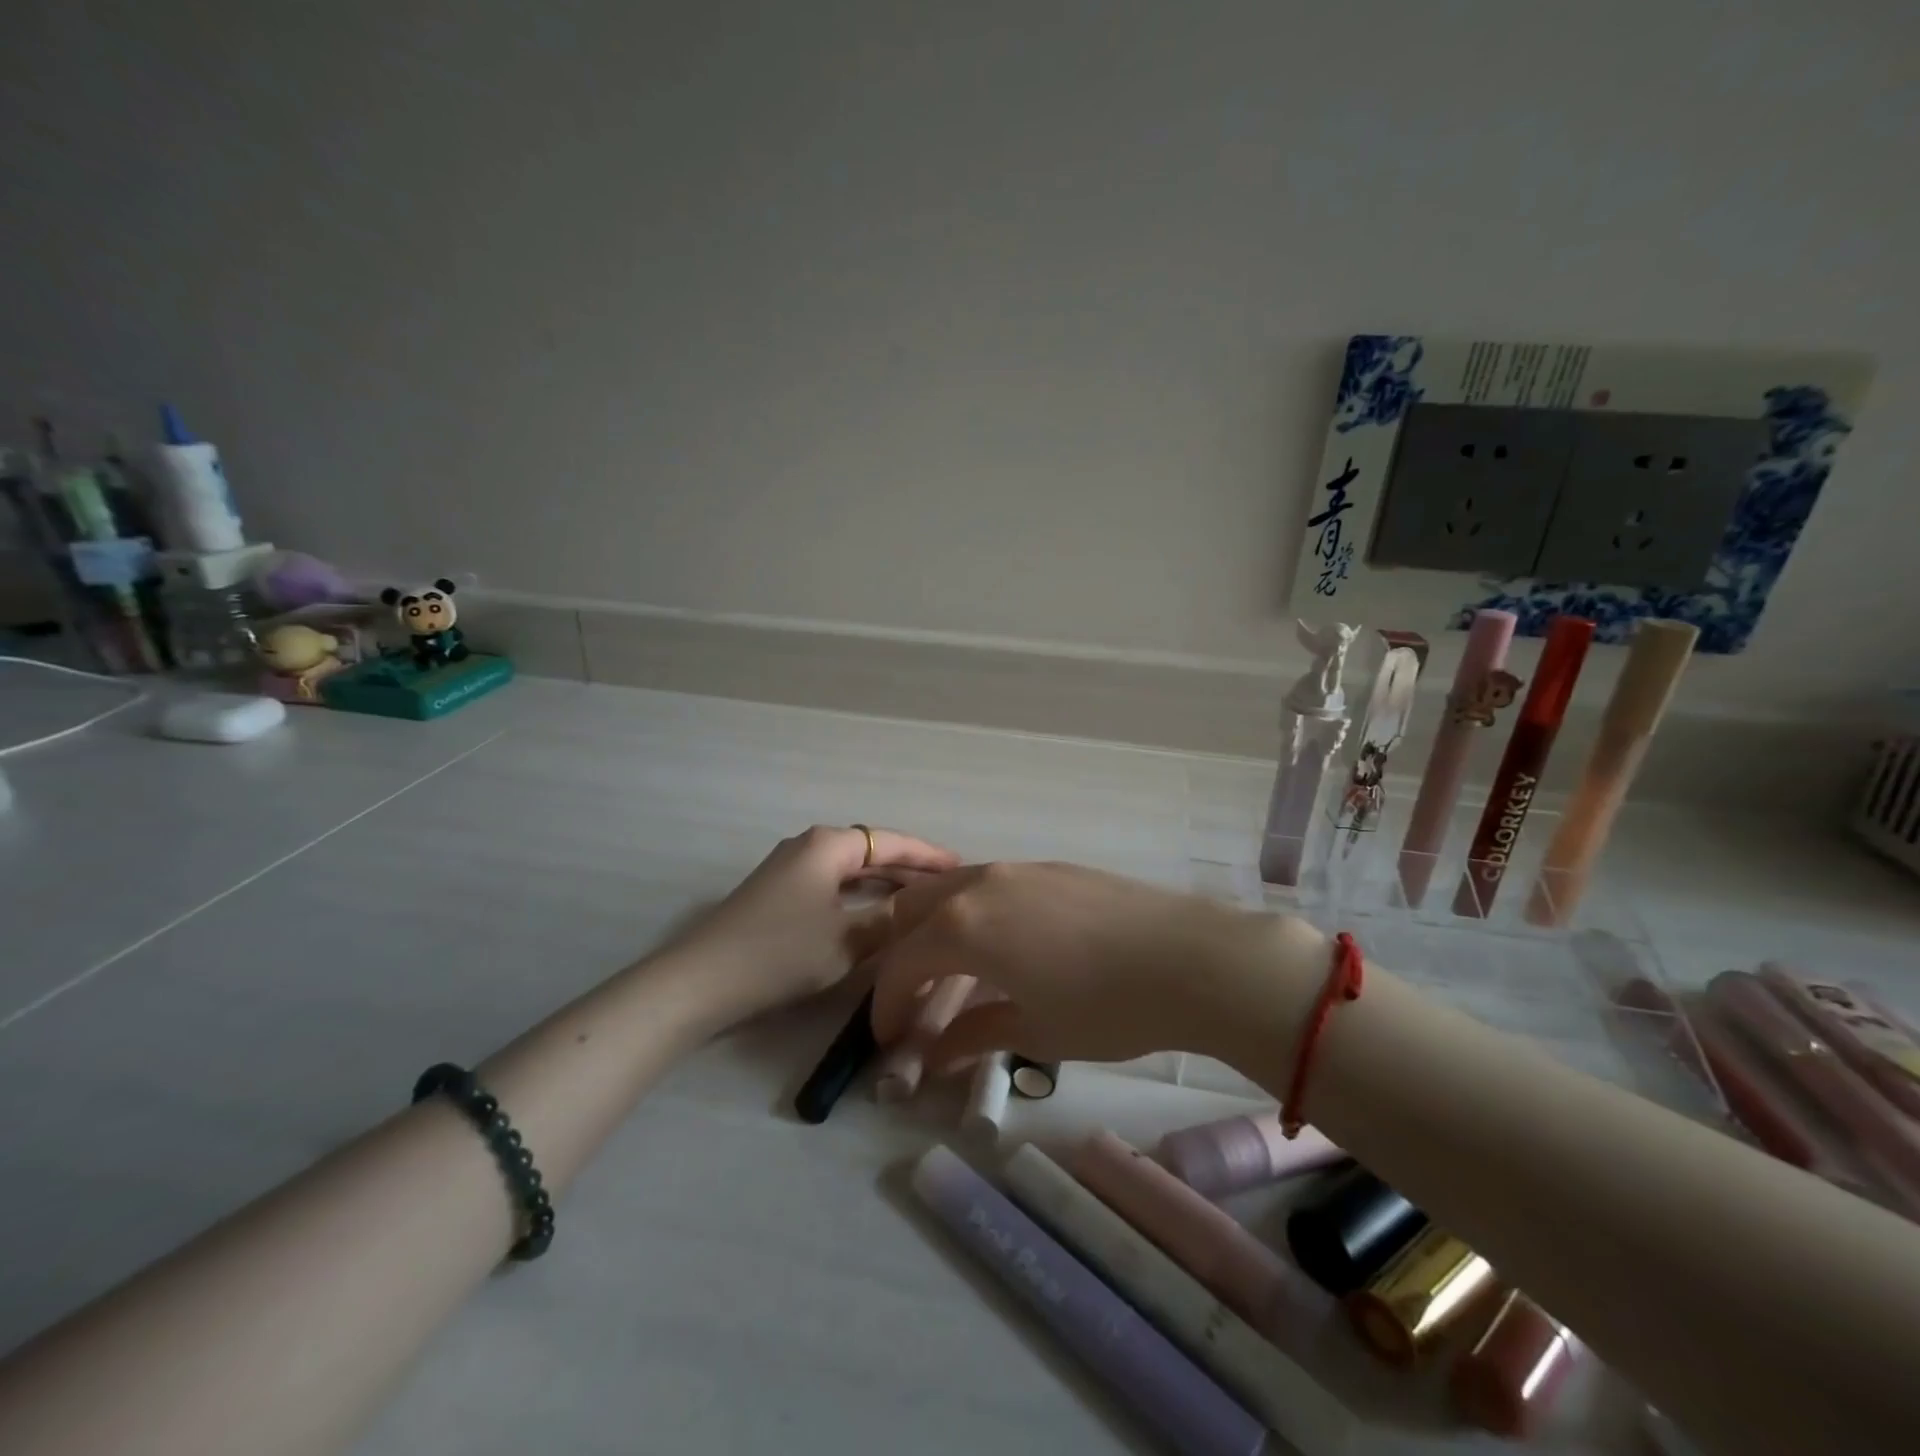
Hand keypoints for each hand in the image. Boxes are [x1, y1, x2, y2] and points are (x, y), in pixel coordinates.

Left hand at [665, 825, 960, 1021]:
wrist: (701, 981)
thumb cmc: (780, 953)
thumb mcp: (847, 940)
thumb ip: (890, 922)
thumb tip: (921, 910)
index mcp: (828, 845)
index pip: (891, 841)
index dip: (929, 855)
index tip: (963, 866)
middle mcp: (810, 846)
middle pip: (871, 851)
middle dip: (910, 868)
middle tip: (949, 886)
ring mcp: (790, 868)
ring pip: (851, 869)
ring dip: (885, 883)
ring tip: (923, 898)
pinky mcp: (778, 893)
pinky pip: (834, 884)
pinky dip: (860, 895)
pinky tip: (877, 913)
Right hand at [869, 862, 1323, 1071]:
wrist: (1189, 958)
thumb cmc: (1105, 1006)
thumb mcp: (1034, 1031)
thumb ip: (974, 1036)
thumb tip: (934, 1056)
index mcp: (963, 926)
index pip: (901, 964)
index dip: (887, 1005)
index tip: (889, 1039)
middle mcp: (980, 884)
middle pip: (913, 908)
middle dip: (900, 952)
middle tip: (911, 997)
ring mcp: (1017, 869)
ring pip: (952, 888)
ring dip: (935, 926)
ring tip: (951, 969)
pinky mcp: (1050, 867)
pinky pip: (990, 884)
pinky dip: (973, 911)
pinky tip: (1001, 944)